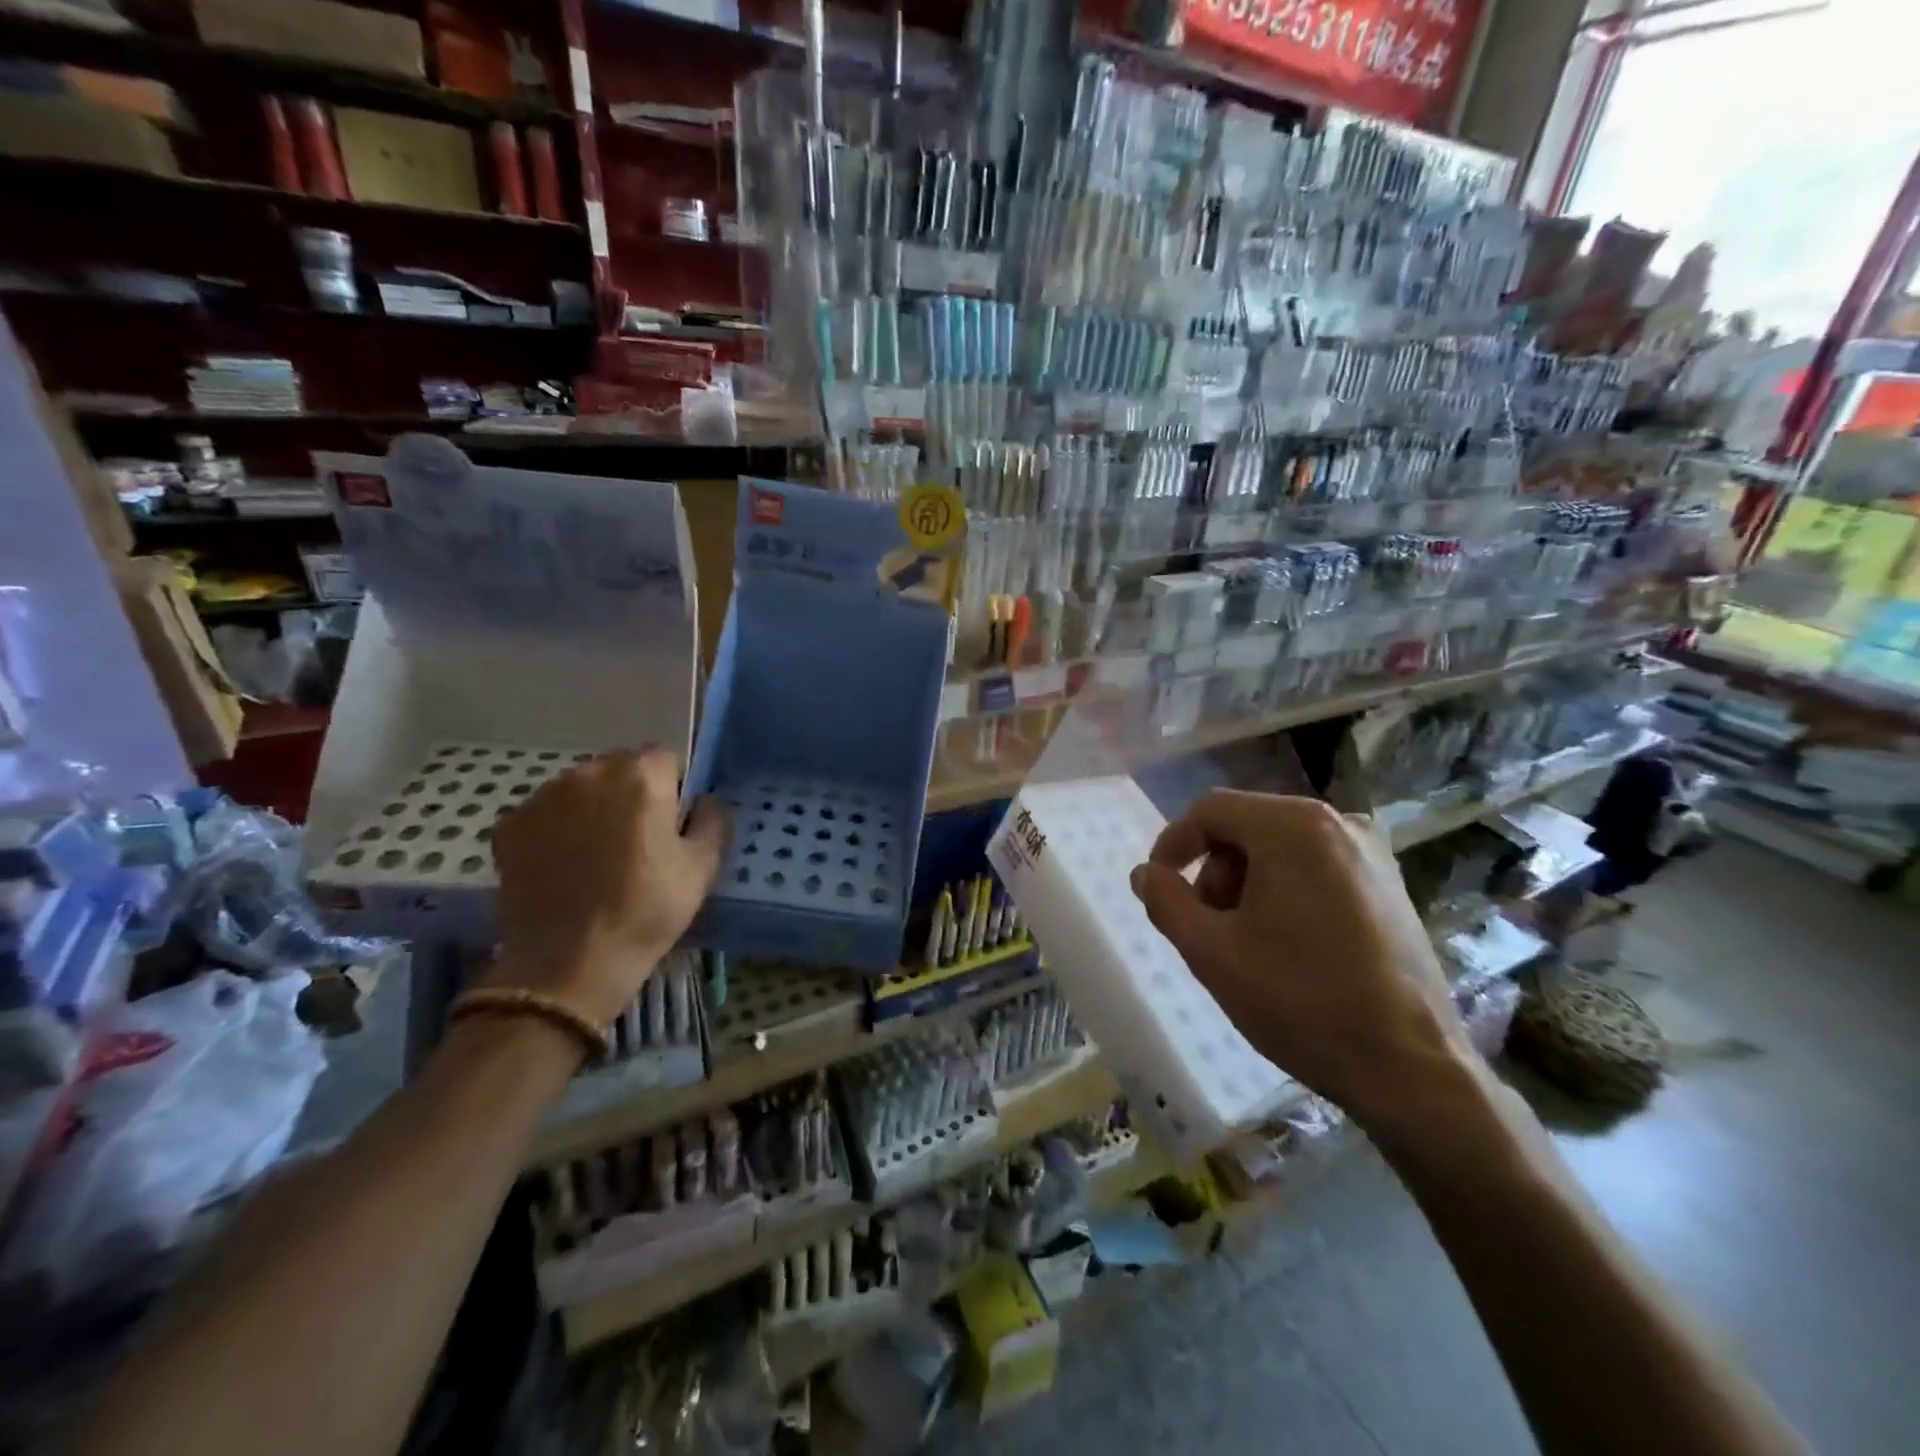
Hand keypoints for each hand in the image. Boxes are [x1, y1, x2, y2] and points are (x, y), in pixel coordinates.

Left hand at [489, 749, 726, 1026]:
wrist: (568, 963)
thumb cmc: (647, 909)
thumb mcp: (703, 866)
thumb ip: (713, 819)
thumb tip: (702, 801)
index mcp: (642, 776)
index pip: (668, 759)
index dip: (675, 790)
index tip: (672, 825)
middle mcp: (589, 773)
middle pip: (621, 768)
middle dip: (632, 794)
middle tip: (638, 843)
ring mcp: (542, 797)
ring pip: (581, 789)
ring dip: (593, 809)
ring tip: (597, 858)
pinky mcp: (509, 825)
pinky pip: (546, 814)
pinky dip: (557, 831)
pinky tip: (564, 868)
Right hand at [1129, 791, 1468, 1128]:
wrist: (1410, 1067)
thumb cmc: (1301, 1001)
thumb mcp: (1211, 952)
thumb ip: (1166, 901)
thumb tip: (1145, 873)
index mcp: (1294, 827)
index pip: (1211, 811)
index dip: (1174, 844)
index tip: (1158, 887)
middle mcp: (1338, 822)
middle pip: (1246, 826)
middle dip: (1214, 871)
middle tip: (1206, 926)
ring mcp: (1371, 852)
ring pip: (1280, 847)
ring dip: (1246, 883)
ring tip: (1245, 942)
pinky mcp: (1390, 883)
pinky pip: (1315, 867)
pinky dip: (1284, 890)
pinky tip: (1285, 944)